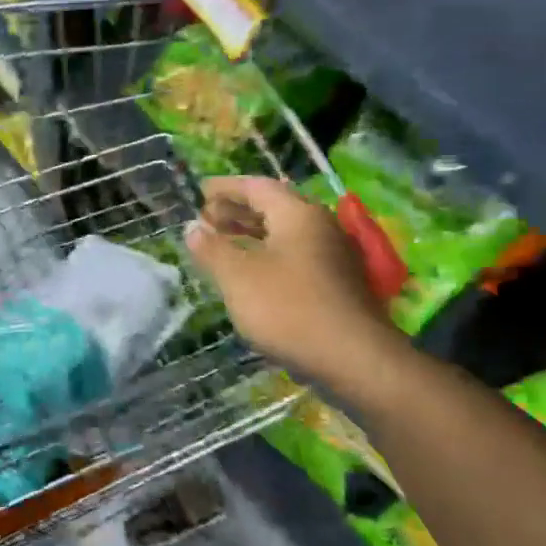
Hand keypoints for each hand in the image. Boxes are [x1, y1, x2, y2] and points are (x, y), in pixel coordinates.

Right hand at [184, 176, 401, 382]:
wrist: (353, 358)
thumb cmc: (289, 308)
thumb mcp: (238, 277)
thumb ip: (212, 249)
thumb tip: (192, 227)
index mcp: (297, 214)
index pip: (257, 186)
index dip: (225, 188)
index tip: (199, 192)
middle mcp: (320, 225)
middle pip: (274, 207)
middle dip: (237, 210)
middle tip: (206, 219)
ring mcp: (333, 254)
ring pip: (286, 232)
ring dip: (252, 233)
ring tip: (223, 243)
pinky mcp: (337, 282)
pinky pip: (295, 254)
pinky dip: (268, 253)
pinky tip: (252, 273)